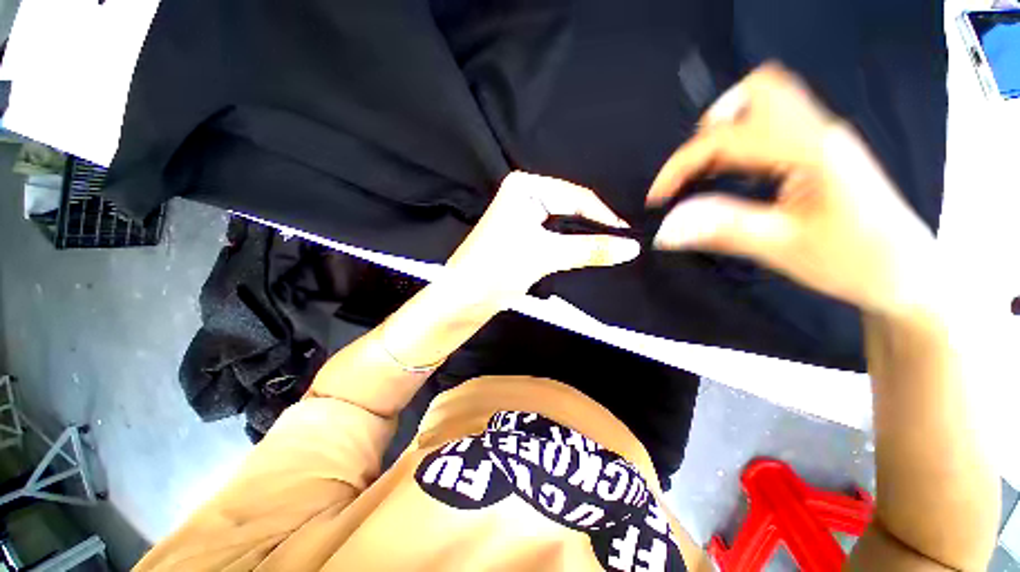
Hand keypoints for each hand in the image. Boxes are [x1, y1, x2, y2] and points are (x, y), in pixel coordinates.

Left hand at [445, 171, 640, 302]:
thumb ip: (590, 250)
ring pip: (563, 225)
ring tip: (609, 251)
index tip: (629, 237)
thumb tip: (632, 247)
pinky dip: (569, 246)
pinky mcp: (522, 235)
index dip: (604, 218)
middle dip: (593, 229)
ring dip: (583, 239)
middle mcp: (524, 196)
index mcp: (526, 187)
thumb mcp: (547, 255)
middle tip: (622, 246)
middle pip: (571, 209)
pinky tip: (585, 254)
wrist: (463, 299)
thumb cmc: (499, 268)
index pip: (576, 197)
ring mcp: (522, 216)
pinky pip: (554, 236)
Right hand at [647, 64, 936, 316]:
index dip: (680, 165)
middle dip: (711, 126)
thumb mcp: (782, 248)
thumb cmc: (855, 262)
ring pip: (766, 104)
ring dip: (725, 133)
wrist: (906, 275)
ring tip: (705, 175)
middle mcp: (817, 131)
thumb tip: (666, 228)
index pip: (727, 136)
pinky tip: (731, 176)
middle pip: (758, 91)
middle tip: (693, 171)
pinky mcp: (820, 151)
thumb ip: (721, 229)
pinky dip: (740, 145)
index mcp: (810, 150)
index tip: (657, 199)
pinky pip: (772, 127)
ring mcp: (822, 137)